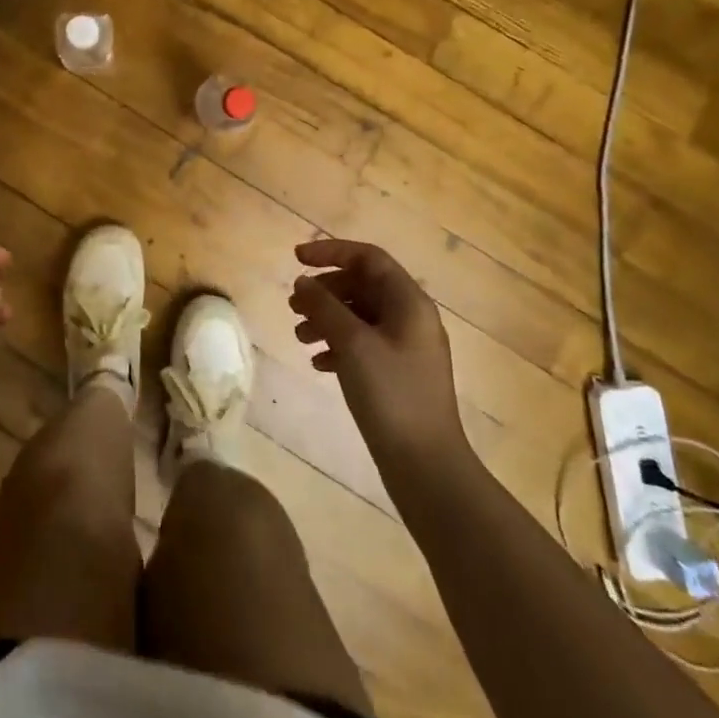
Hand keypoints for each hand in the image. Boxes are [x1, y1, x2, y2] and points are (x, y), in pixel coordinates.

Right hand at [290, 239, 467, 465]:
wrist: (425, 465)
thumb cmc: (391, 393)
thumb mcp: (353, 343)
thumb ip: (324, 307)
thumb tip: (302, 282)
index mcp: (409, 303)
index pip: (368, 258)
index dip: (331, 252)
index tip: (296, 258)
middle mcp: (411, 319)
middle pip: (362, 286)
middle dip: (325, 291)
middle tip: (293, 305)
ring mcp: (405, 348)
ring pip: (359, 316)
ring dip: (326, 319)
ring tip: (299, 336)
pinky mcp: (397, 374)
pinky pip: (362, 345)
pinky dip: (337, 346)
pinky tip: (317, 363)